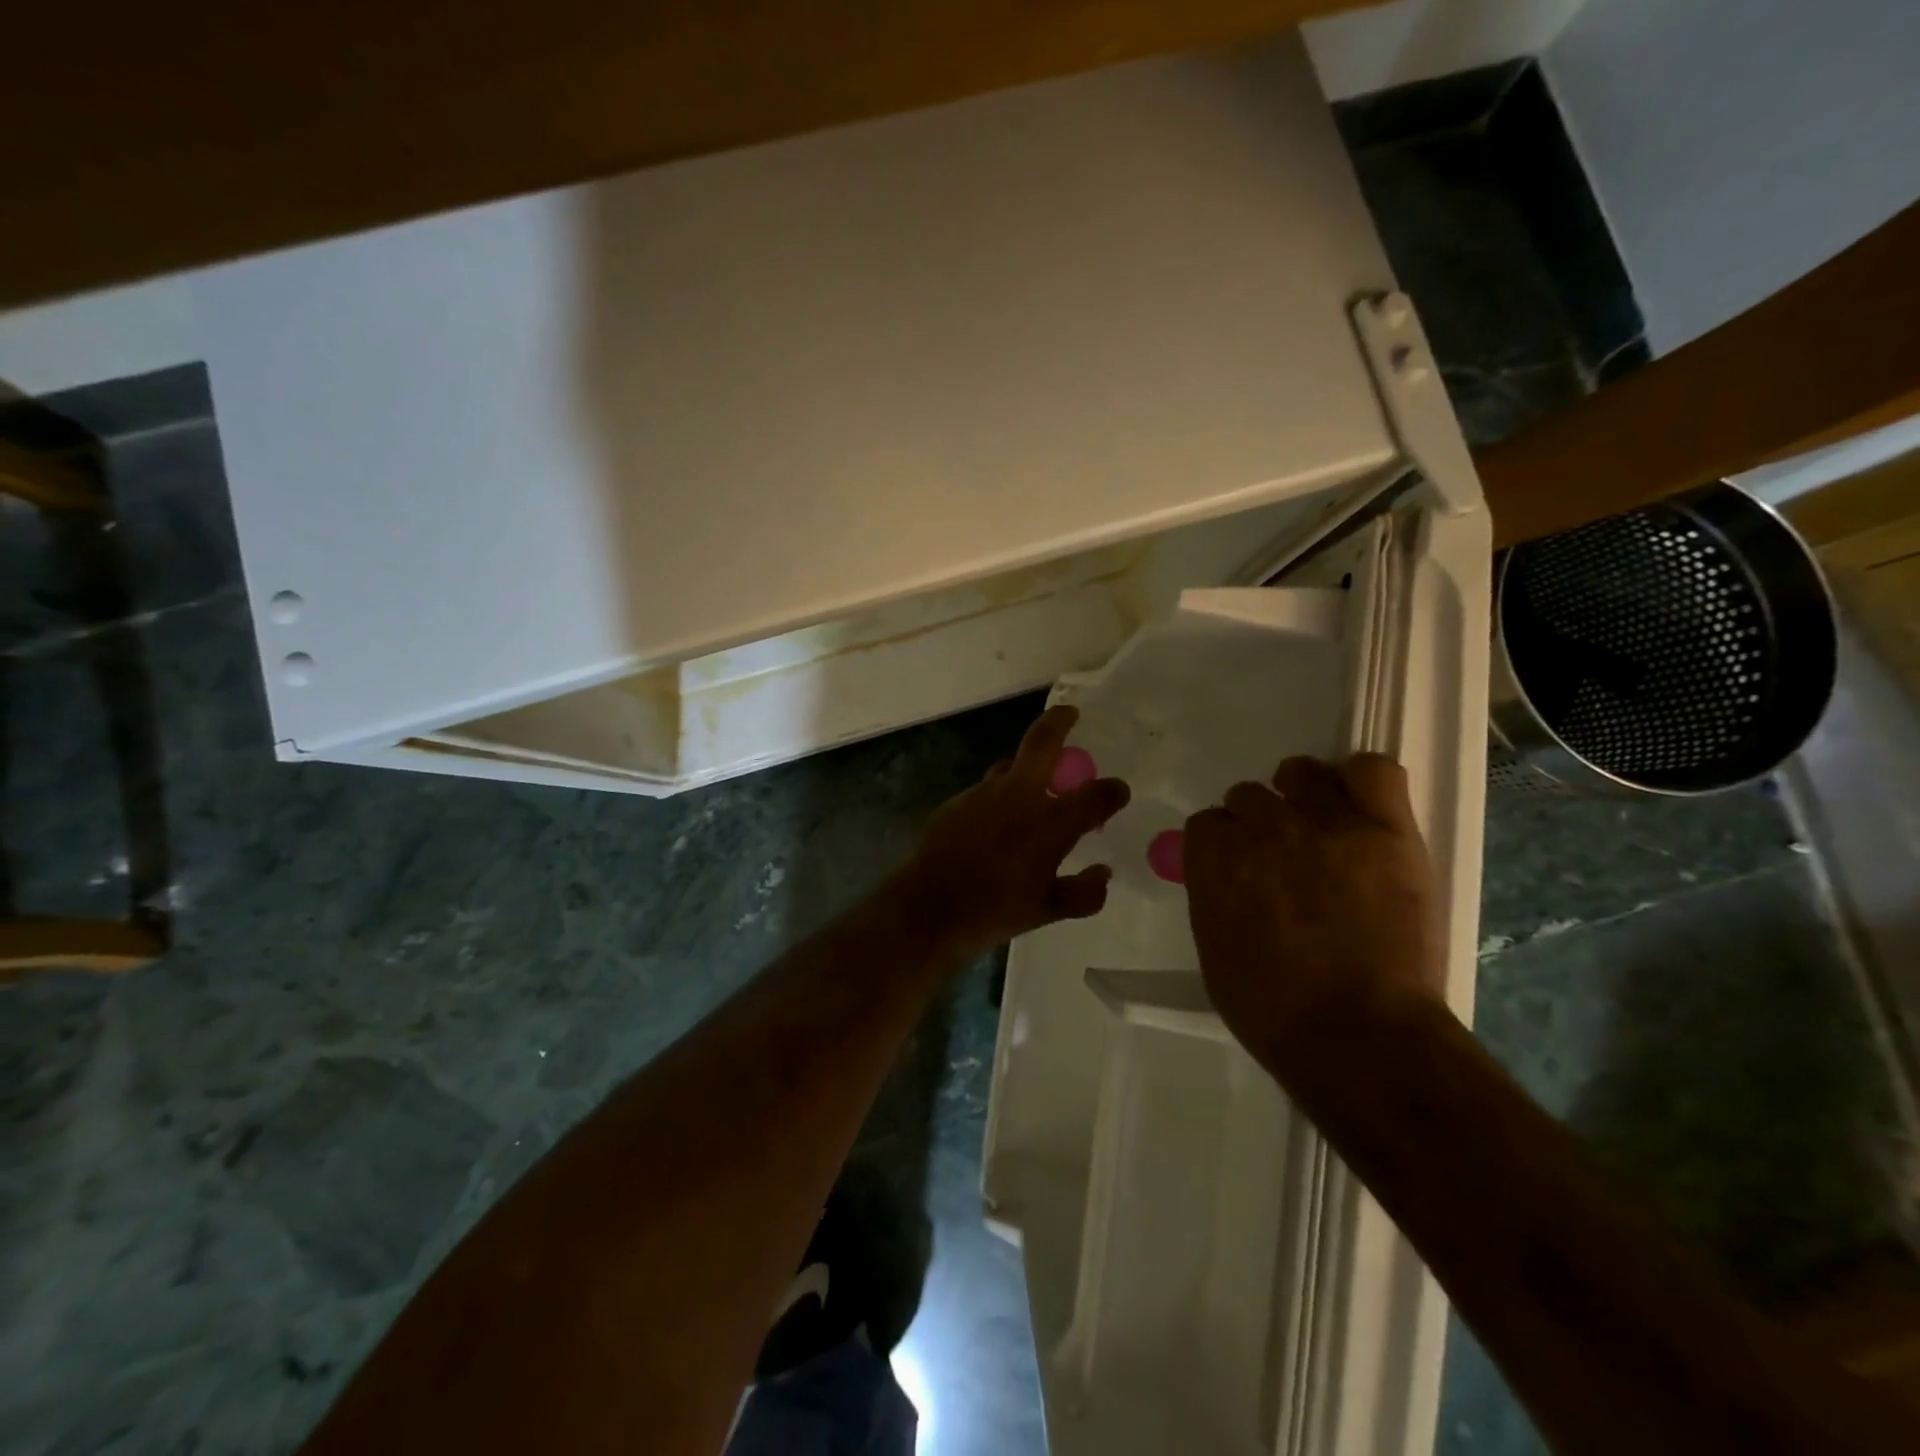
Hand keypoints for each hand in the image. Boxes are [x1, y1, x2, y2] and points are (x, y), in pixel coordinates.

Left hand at [892, 706, 1129, 960]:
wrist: (928, 907)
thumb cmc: (994, 910)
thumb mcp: (1047, 911)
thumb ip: (1083, 893)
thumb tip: (1102, 874)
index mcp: (1050, 823)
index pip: (1095, 795)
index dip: (1113, 791)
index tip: (1117, 792)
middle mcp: (1019, 797)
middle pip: (1042, 741)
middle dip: (1059, 722)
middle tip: (1070, 714)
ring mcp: (983, 794)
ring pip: (1010, 766)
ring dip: (1026, 769)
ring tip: (1033, 788)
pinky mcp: (957, 801)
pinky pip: (986, 791)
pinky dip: (999, 799)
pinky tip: (995, 825)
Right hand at [1184, 754, 1443, 1072]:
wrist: (1360, 1036)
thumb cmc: (1273, 1010)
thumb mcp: (1214, 951)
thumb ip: (1214, 897)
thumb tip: (1226, 878)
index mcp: (1214, 856)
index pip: (1208, 822)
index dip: (1223, 845)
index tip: (1239, 869)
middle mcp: (1263, 827)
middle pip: (1249, 795)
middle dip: (1259, 825)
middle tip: (1284, 861)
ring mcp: (1326, 823)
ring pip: (1302, 772)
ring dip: (1303, 794)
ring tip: (1323, 828)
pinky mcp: (1386, 829)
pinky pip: (1373, 769)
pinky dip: (1363, 780)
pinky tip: (1363, 808)